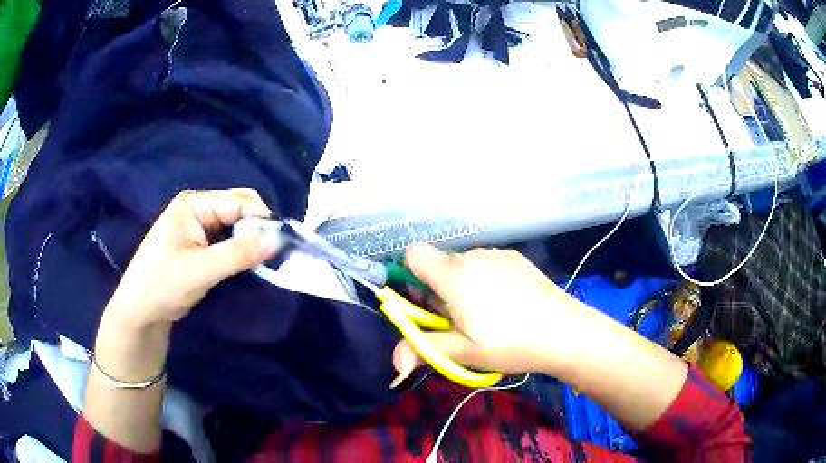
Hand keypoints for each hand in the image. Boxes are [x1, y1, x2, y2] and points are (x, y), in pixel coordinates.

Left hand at [104, 189, 280, 330]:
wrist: (139, 311)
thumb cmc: (162, 285)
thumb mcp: (200, 270)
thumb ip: (238, 254)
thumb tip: (278, 239)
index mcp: (193, 204)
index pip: (238, 201)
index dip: (262, 219)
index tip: (281, 244)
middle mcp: (197, 208)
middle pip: (238, 209)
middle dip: (258, 229)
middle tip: (273, 255)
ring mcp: (197, 226)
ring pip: (235, 225)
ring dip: (250, 241)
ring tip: (264, 261)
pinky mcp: (198, 243)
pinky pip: (227, 239)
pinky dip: (240, 250)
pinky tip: (248, 263)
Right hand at [392, 245, 586, 383]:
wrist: (564, 332)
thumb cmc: (509, 343)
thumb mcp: (463, 352)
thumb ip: (424, 350)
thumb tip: (394, 363)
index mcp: (454, 276)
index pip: (414, 254)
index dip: (411, 274)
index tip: (424, 302)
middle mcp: (473, 257)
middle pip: (441, 264)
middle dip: (440, 289)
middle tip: (460, 320)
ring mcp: (498, 255)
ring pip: (466, 265)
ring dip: (465, 284)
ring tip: (489, 314)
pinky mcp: (517, 258)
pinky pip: (489, 264)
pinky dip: (487, 279)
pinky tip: (510, 304)